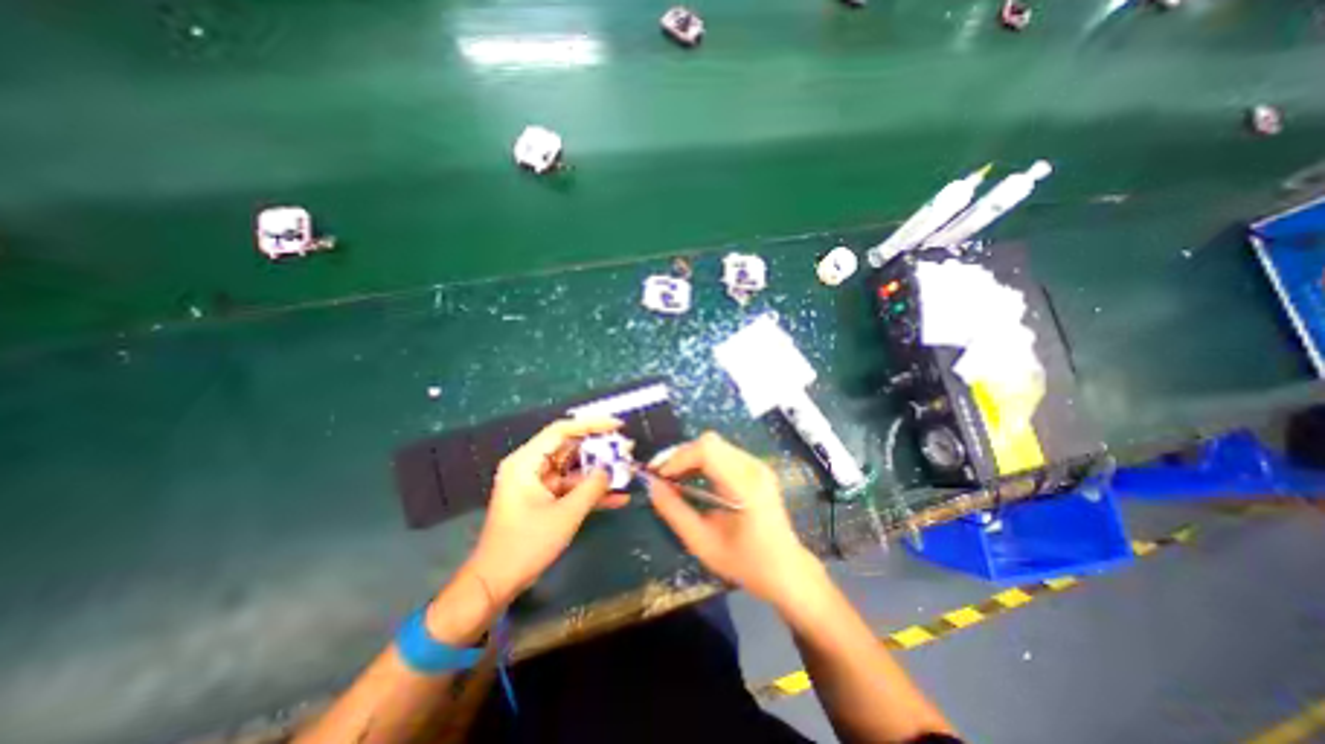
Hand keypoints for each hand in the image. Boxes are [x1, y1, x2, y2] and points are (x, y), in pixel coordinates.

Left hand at [464, 416, 627, 607]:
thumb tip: (610, 470)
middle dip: (599, 449)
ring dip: (598, 472)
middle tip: (626, 448)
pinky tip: (617, 498)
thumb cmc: (526, 545)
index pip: (562, 431)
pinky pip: (571, 488)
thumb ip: (591, 488)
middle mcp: (531, 467)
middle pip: (569, 448)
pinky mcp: (544, 500)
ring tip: (627, 469)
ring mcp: (538, 484)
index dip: (591, 425)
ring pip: (574, 469)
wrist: (495, 584)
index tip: (617, 426)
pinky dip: (590, 492)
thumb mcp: (565, 515)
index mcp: (526, 462)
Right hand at [646, 434, 819, 606]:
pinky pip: (723, 453)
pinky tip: (693, 479)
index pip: (707, 450)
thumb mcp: (702, 543)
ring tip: (673, 478)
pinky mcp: (756, 468)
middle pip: (710, 442)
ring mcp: (758, 465)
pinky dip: (702, 461)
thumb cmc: (745, 563)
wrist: (786, 570)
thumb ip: (674, 512)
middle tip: (661, 476)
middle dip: (680, 455)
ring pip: (715, 445)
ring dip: (690, 457)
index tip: (660, 477)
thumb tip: (652, 485)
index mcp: (745, 486)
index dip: (678, 457)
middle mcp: (754, 467)